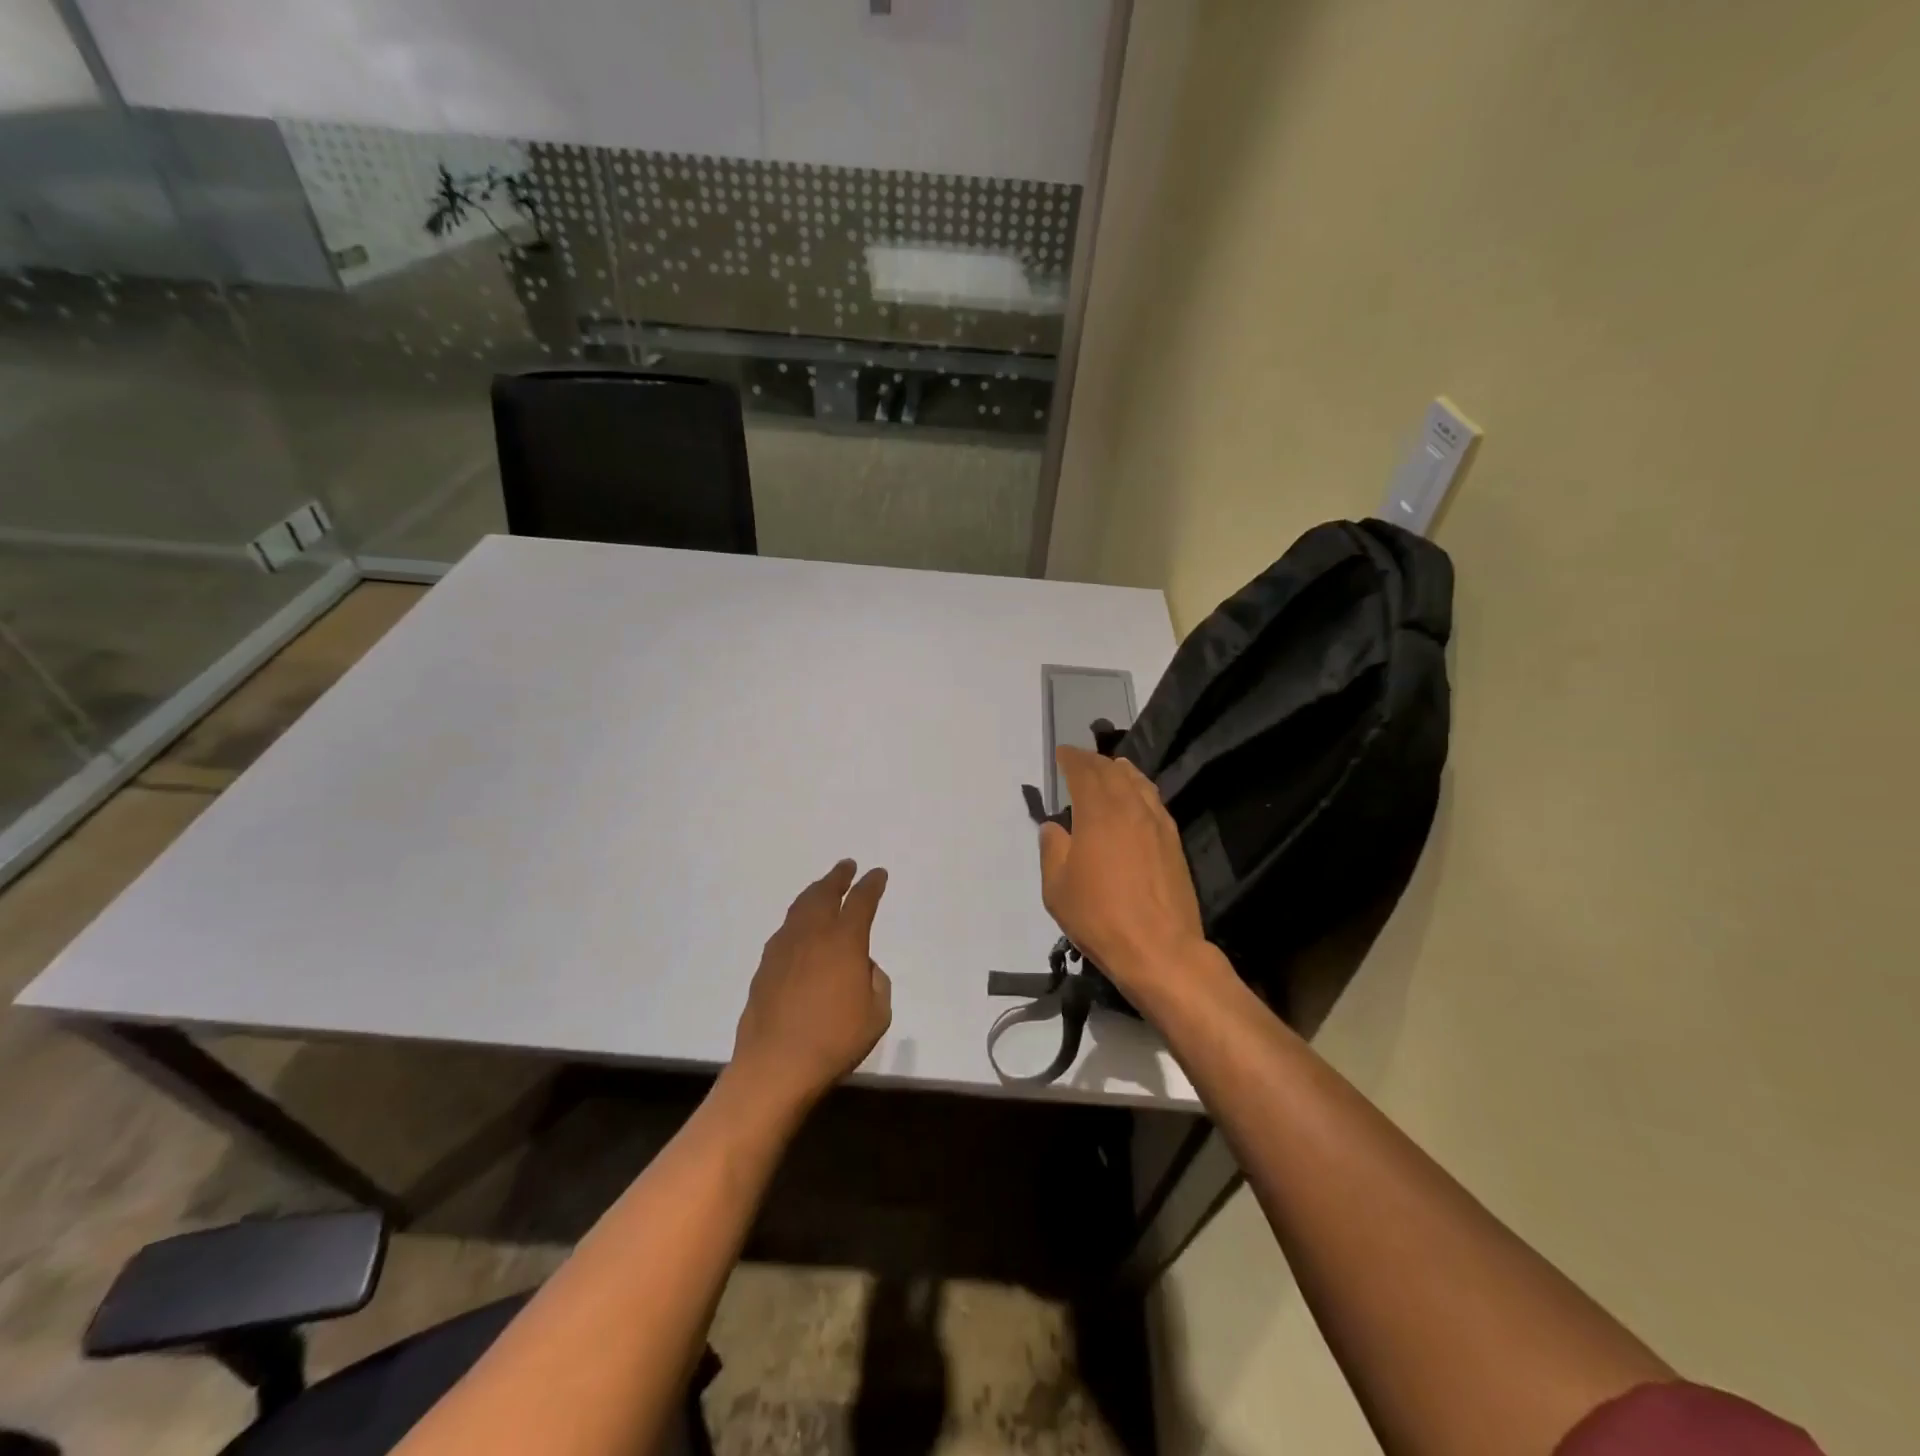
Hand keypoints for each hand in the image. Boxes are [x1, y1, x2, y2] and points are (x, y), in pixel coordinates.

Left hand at [731, 859, 892, 1110]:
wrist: (775, 1066)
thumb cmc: (835, 1041)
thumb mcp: (877, 1015)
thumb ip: (877, 983)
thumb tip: (864, 968)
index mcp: (845, 941)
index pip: (861, 901)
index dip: (871, 885)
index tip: (878, 874)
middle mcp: (813, 935)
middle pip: (824, 894)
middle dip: (838, 877)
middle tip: (846, 866)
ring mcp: (784, 948)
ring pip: (800, 908)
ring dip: (814, 893)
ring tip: (822, 888)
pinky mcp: (765, 966)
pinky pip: (785, 930)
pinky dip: (797, 920)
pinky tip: (799, 929)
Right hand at [1039, 747, 1208, 1002]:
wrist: (1159, 948)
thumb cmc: (1099, 916)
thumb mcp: (1057, 887)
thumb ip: (1052, 850)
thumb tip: (1054, 828)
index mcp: (1098, 812)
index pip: (1084, 772)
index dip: (1072, 759)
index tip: (1062, 753)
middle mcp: (1130, 807)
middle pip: (1112, 772)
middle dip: (1094, 762)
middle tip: (1080, 760)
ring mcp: (1157, 823)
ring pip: (1138, 782)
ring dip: (1120, 771)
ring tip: (1110, 769)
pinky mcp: (1173, 841)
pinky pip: (1154, 801)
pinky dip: (1140, 790)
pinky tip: (1137, 799)